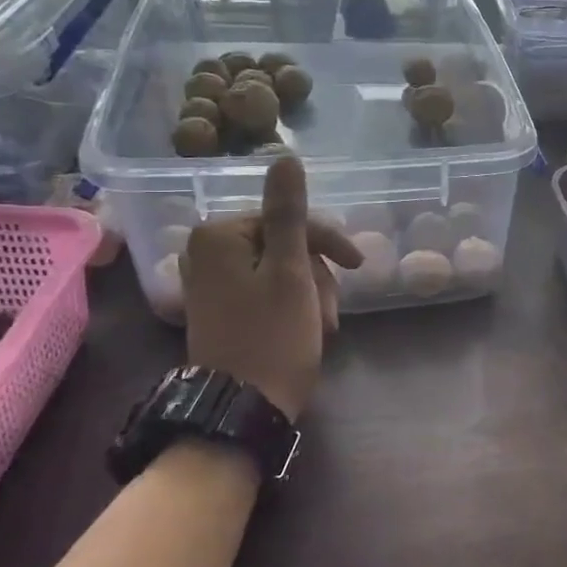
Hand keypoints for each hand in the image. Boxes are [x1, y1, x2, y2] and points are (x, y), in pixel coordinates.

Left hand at [179, 157, 361, 421]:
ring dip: (311, 296)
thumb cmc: (273, 336)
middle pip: (286, 246)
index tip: (358, 266)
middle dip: (316, 277)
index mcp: (219, 236)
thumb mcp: (290, 271)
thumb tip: (284, 156)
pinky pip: (268, 293)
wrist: (243, 409)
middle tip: (328, 311)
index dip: (327, 242)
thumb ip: (289, 213)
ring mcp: (213, 284)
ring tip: (321, 329)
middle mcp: (208, 253)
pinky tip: (306, 332)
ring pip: (283, 272)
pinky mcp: (222, 310)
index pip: (289, 220)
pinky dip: (293, 308)